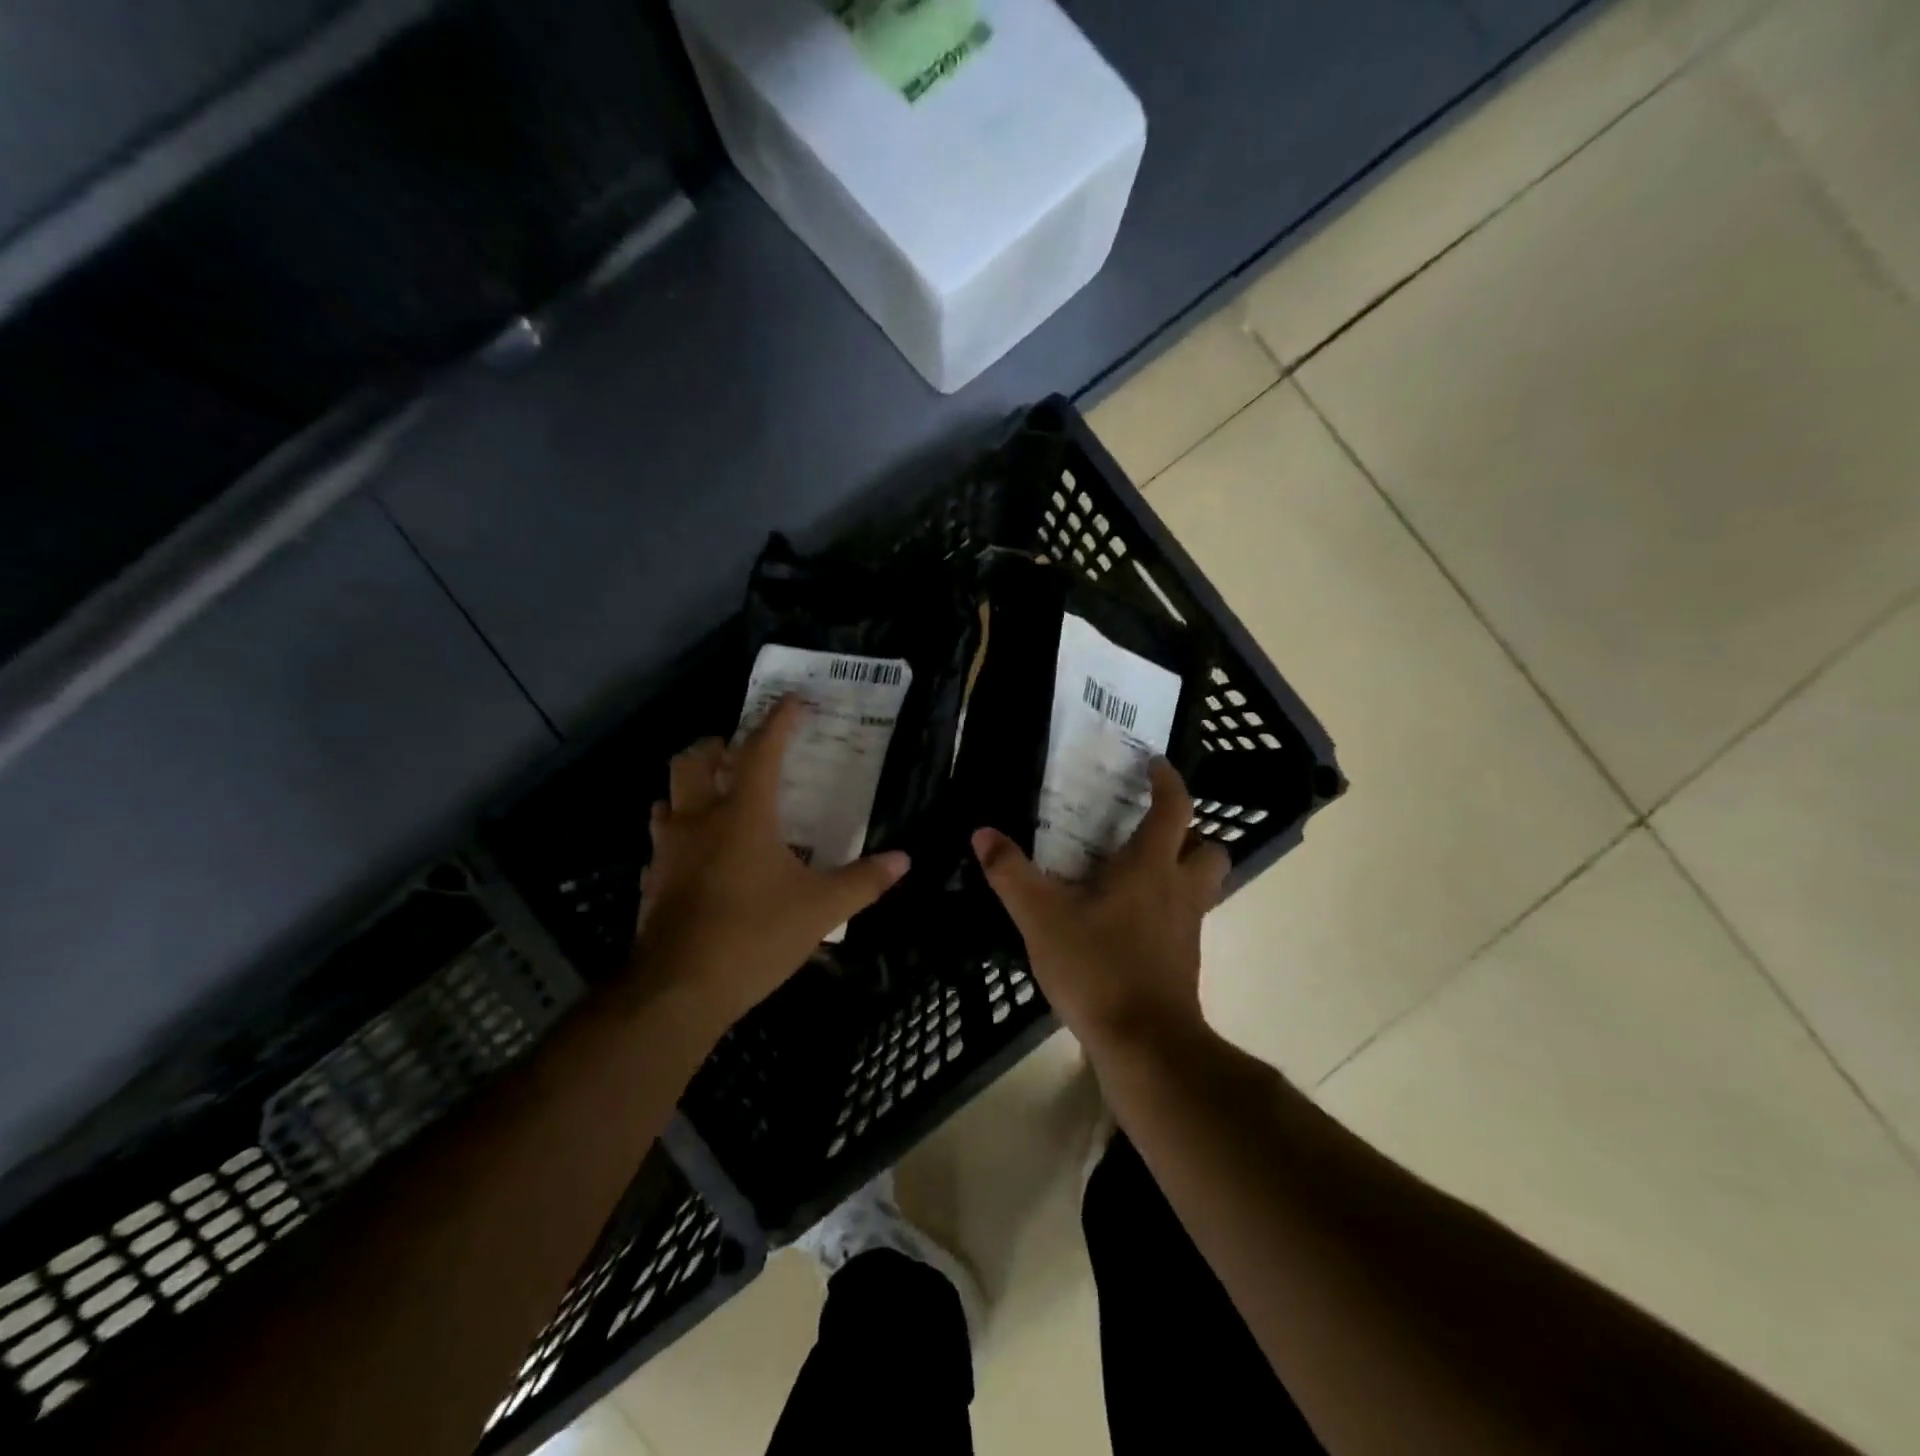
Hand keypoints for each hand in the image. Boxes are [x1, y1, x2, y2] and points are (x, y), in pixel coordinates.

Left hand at [631, 696, 909, 1040]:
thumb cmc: (754, 936)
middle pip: (692, 760)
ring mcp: (668, 850)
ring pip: (667, 798)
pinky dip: (679, 835)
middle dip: (715, 745)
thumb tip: (904, 860)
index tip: (793, 699)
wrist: (678, 990)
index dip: (779, 720)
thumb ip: (863, 881)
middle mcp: (699, 820)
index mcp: (743, 815)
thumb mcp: (820, 910)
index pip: (762, 751)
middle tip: (738, 751)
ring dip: (689, 788)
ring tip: (715, 799)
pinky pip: (662, 842)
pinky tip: (698, 857)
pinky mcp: (652, 881)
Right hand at [971, 760, 1230, 1062]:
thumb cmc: (1097, 967)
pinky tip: (1127, 921)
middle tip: (1151, 830)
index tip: (1154, 764)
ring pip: (1202, 885)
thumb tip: (982, 833)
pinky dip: (1166, 907)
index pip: (1175, 808)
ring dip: (1182, 870)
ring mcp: (1188, 928)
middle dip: (1189, 833)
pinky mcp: (1184, 960)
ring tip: (1138, 872)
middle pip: (1208, 848)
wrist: (1145, 1045)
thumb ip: (1011, 873)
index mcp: (1151, 867)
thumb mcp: (1041, 917)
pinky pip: (1185, 918)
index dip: (1168, 780)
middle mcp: (1179, 890)